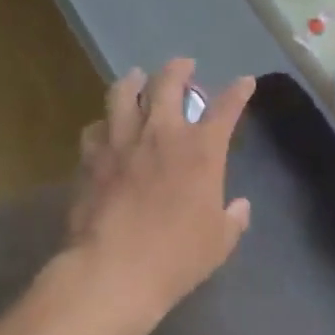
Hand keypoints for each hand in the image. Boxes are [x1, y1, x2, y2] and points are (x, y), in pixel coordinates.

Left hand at [65, 61, 256, 323]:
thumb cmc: (177, 256)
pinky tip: (105, 128)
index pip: (226, 108)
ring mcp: (121, 141)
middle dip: (179, 68)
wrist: (114, 269)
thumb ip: (232, 219)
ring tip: (136, 78)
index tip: (245, 82)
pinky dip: (104, 123)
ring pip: (123, 92)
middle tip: (184, 65)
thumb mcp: (219, 242)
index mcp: (201, 150)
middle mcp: (161, 134)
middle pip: (168, 83)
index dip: (238, 91)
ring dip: (134, 81)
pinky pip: (95, 128)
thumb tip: (240, 207)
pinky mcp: (90, 158)